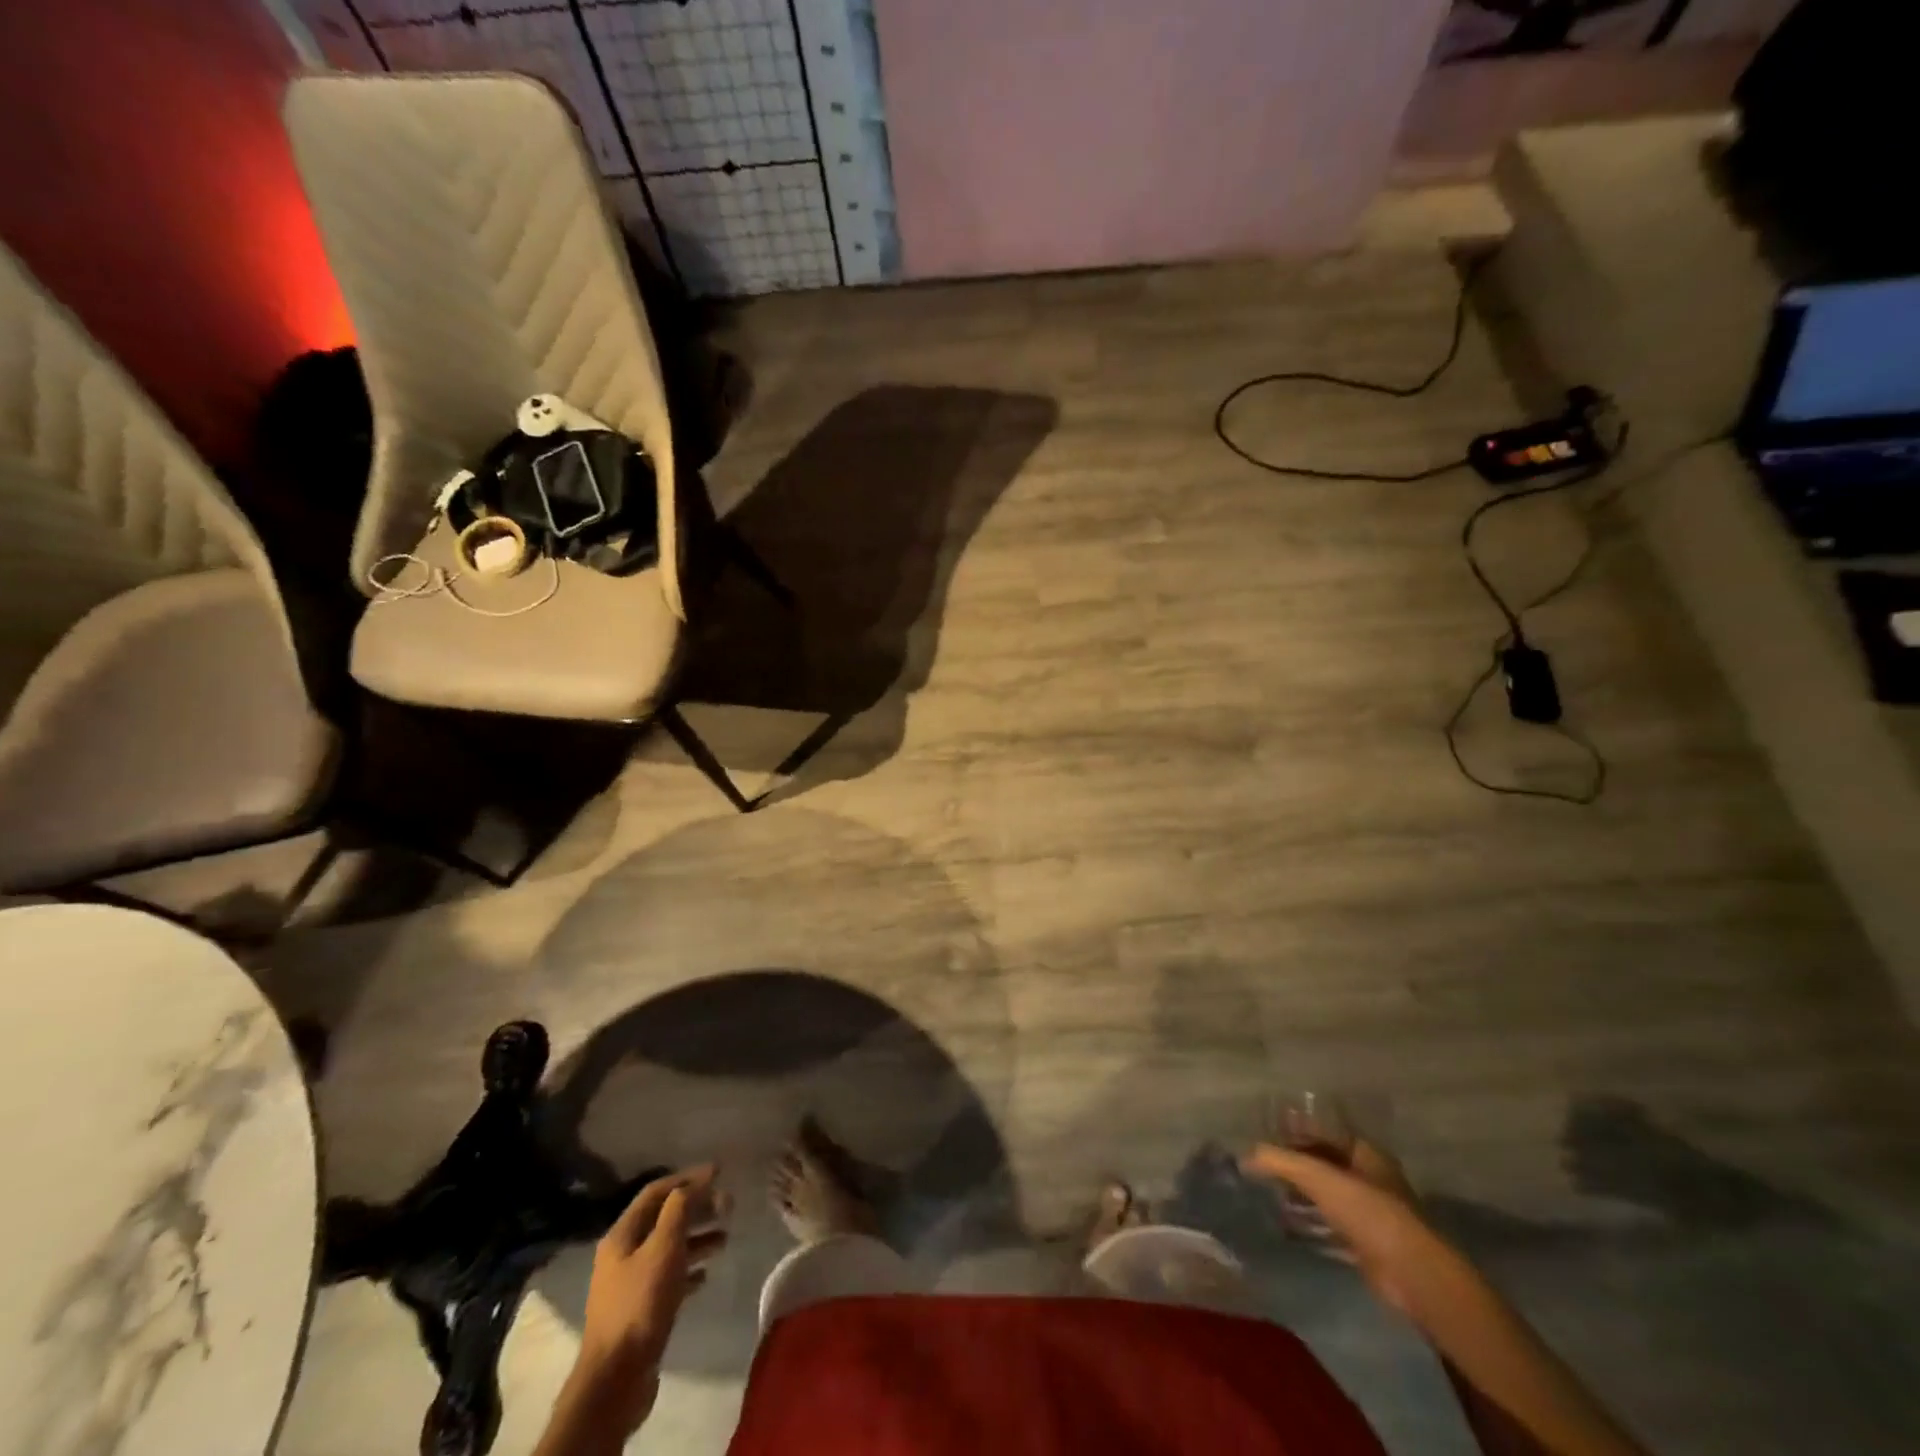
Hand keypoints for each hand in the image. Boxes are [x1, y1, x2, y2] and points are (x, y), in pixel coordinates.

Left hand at [572, 1167, 728, 1431]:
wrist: (615, 1379)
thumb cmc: (640, 1304)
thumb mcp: (663, 1248)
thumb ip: (680, 1210)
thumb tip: (696, 1181)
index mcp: (622, 1235)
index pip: (656, 1192)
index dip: (688, 1178)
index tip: (719, 1173)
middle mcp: (623, 1254)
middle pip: (664, 1219)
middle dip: (697, 1208)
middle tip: (729, 1205)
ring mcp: (630, 1284)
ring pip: (669, 1248)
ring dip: (697, 1238)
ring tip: (725, 1238)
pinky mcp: (641, 1310)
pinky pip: (669, 1278)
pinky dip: (689, 1269)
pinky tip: (707, 1273)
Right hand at [1242, 1139, 1427, 1315]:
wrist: (1411, 1274)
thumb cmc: (1368, 1212)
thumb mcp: (1319, 1177)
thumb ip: (1280, 1161)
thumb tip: (1245, 1155)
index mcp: (1366, 1154)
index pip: (1324, 1133)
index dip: (1295, 1131)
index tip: (1266, 1133)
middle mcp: (1370, 1179)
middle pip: (1325, 1163)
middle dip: (1295, 1163)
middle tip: (1261, 1163)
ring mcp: (1370, 1214)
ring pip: (1328, 1195)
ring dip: (1301, 1194)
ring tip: (1267, 1191)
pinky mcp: (1367, 1245)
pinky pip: (1331, 1226)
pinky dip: (1310, 1224)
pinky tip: (1286, 1224)